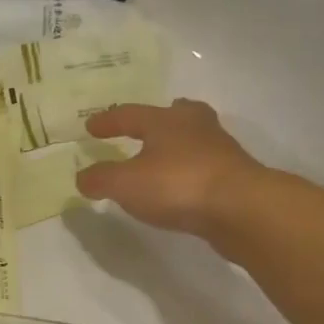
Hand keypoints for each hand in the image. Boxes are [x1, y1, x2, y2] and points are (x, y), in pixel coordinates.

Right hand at [75, 100, 264, 234]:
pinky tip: (182, 183)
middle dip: (159, 118)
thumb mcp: (125, 184)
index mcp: (165, 121)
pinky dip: (189, 169)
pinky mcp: (234, 176)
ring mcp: (220, 150)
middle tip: (147, 123)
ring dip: (177, 143)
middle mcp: (195, 127)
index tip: (91, 127)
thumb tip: (82, 177)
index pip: (130, 114)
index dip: (108, 121)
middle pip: (176, 114)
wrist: (241, 209)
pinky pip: (204, 165)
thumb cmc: (177, 185)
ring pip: (194, 138)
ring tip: (163, 155)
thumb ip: (100, 179)